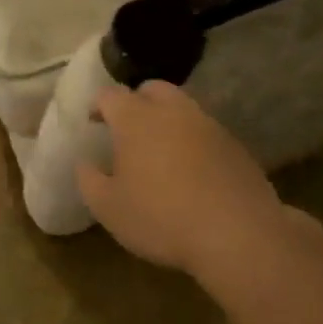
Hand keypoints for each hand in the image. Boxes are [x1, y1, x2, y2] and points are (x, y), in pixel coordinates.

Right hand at [78, 83, 320, 287]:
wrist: (237, 235)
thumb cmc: (161, 218)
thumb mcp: (108, 208)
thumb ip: (89, 180)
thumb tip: (85, 163)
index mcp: (136, 120)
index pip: (111, 95)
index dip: (98, 105)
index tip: (93, 122)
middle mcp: (174, 112)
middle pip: (152, 89)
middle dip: (136, 101)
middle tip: (127, 129)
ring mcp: (209, 126)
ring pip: (183, 108)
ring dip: (167, 120)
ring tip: (160, 151)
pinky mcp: (236, 146)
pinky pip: (206, 132)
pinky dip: (193, 141)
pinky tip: (191, 171)